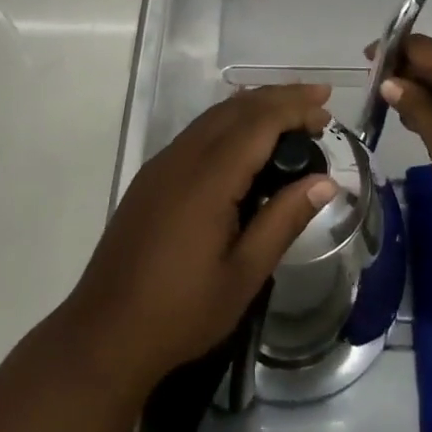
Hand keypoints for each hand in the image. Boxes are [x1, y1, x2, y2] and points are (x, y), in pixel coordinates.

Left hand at [62, 84, 337, 395]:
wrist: (104, 334)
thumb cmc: (181, 312)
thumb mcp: (244, 274)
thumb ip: (284, 220)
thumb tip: (326, 182)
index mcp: (208, 178)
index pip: (258, 122)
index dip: (294, 109)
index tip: (326, 109)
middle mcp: (182, 157)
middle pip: (236, 108)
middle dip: (278, 96)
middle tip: (318, 100)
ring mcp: (162, 165)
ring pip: (214, 116)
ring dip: (254, 106)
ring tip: (290, 112)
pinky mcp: (151, 178)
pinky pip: (197, 132)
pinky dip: (229, 121)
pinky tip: (245, 137)